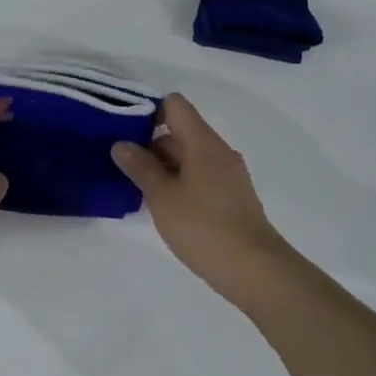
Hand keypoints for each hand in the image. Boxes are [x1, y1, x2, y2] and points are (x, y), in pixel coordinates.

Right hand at [112, 93, 300, 314]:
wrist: (255, 270)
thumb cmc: (203, 227)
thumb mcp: (162, 196)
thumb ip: (140, 167)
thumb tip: (121, 144)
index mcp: (203, 142)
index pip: (175, 105)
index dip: (148, 110)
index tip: (124, 130)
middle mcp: (218, 151)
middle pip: (180, 131)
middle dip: (149, 143)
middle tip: (120, 163)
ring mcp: (228, 175)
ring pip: (189, 156)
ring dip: (162, 166)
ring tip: (135, 186)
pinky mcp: (231, 197)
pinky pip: (199, 176)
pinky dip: (178, 182)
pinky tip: (161, 205)